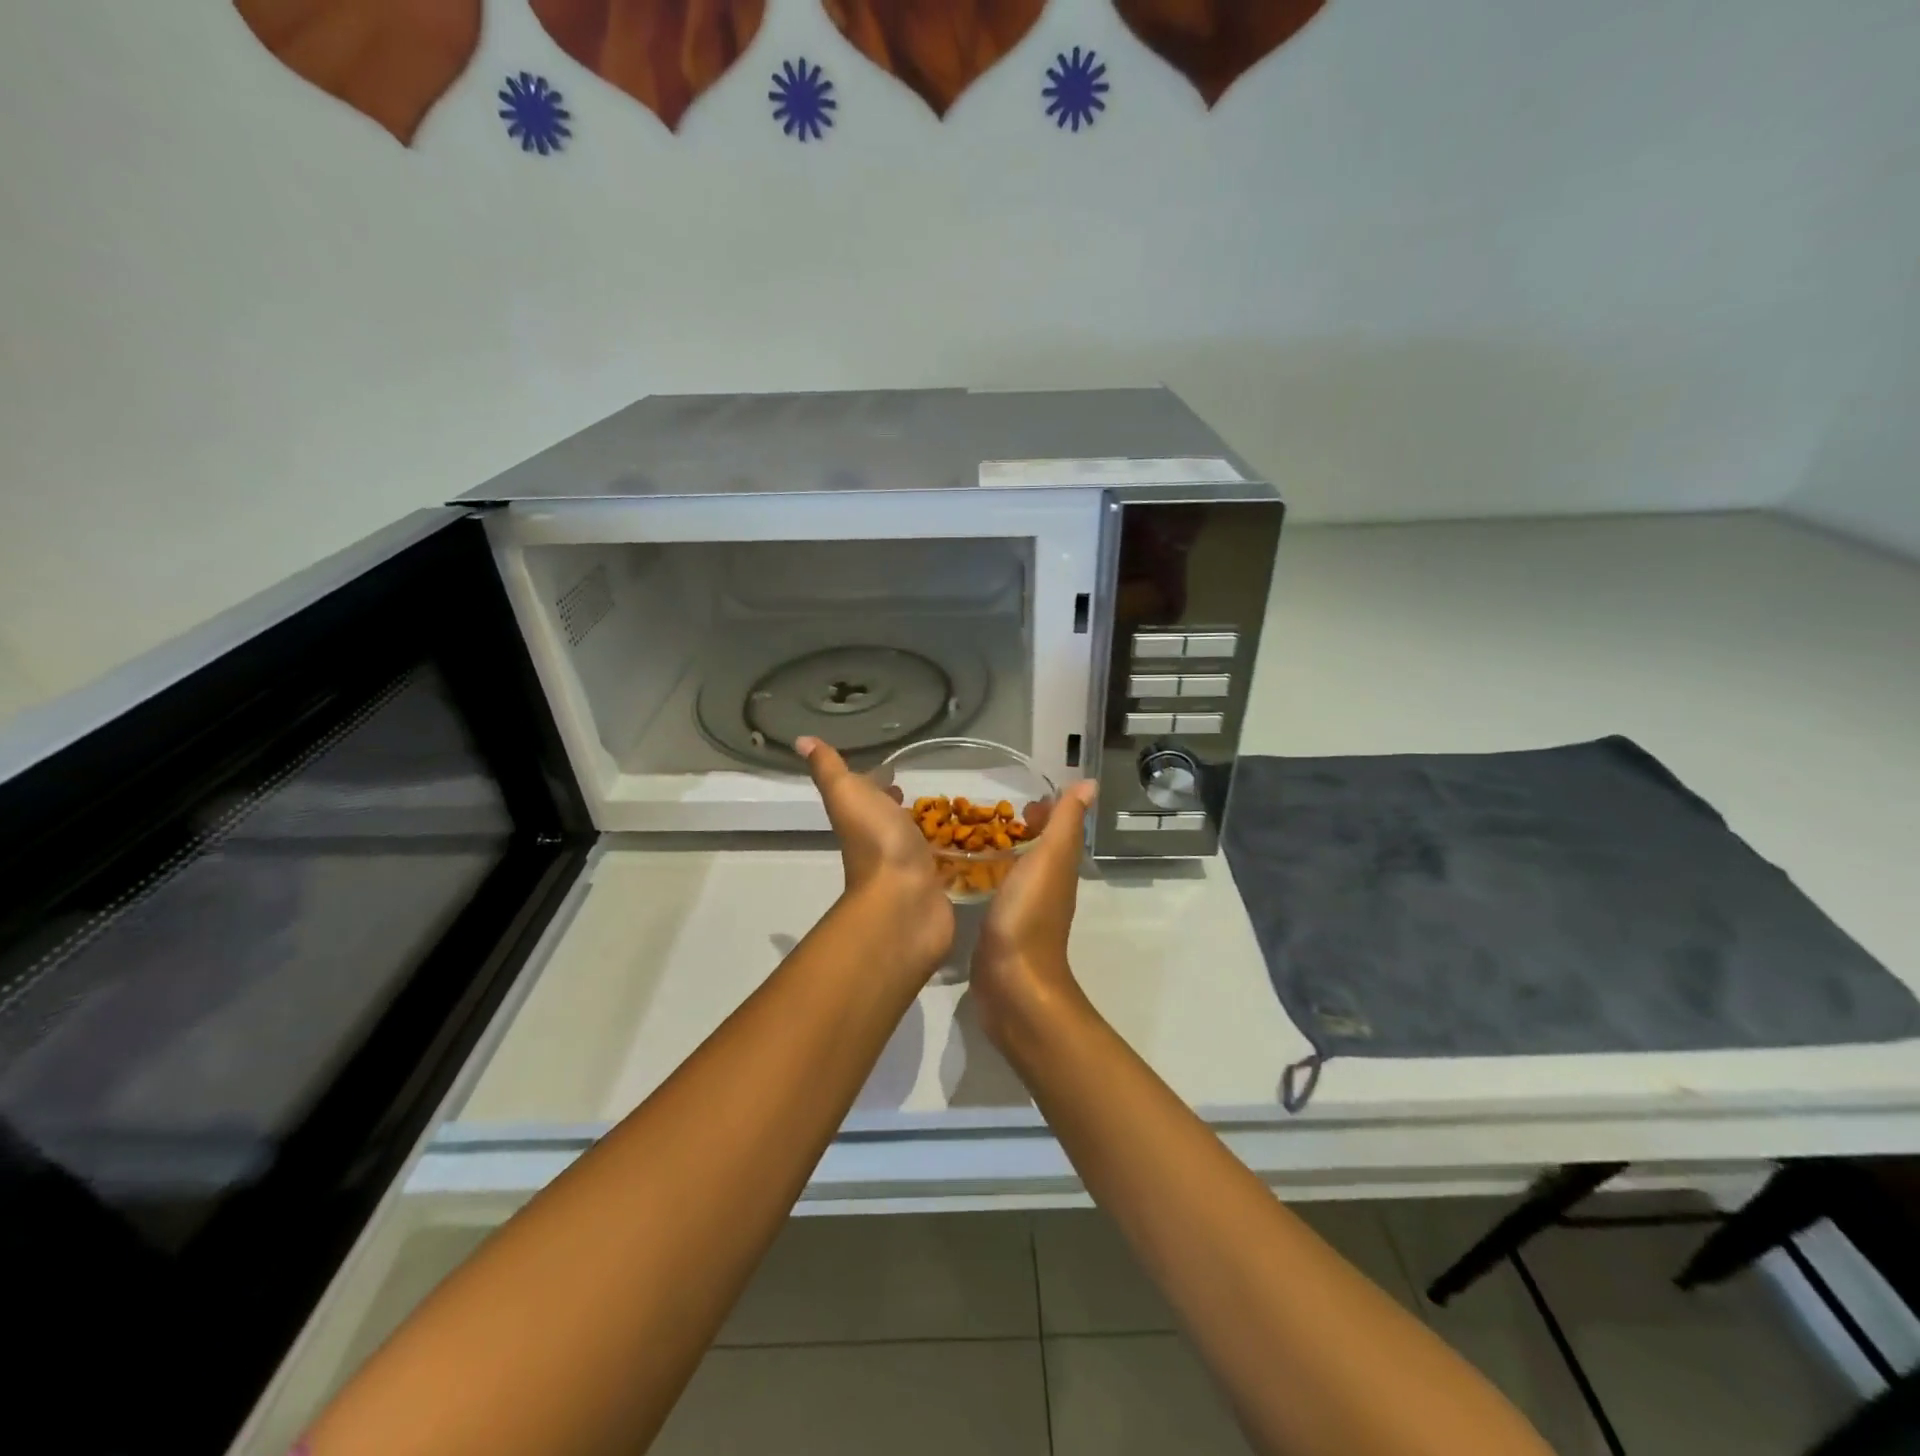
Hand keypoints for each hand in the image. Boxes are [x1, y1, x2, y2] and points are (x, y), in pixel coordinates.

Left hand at [797, 737, 953, 974]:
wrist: (904, 901)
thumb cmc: (876, 842)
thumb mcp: (847, 794)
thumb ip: (829, 769)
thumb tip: (801, 740)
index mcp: (862, 819)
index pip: (868, 796)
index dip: (878, 784)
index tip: (894, 773)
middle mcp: (882, 844)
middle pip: (891, 820)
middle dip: (903, 807)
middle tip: (924, 793)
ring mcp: (909, 869)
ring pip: (916, 843)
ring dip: (925, 831)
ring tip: (949, 816)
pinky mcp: (934, 888)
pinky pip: (940, 867)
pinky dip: (947, 857)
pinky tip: (963, 851)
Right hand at [970, 779, 1097, 1048]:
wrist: (1012, 984)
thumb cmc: (1029, 915)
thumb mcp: (1050, 859)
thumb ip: (1065, 822)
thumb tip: (1089, 783)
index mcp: (1058, 868)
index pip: (1056, 830)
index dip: (1045, 811)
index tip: (1019, 799)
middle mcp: (1044, 887)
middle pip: (1036, 849)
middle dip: (1018, 830)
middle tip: (984, 814)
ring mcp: (1021, 910)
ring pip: (1015, 871)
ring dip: (1001, 853)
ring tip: (969, 837)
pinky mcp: (999, 929)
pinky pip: (996, 892)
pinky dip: (986, 877)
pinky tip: (962, 874)